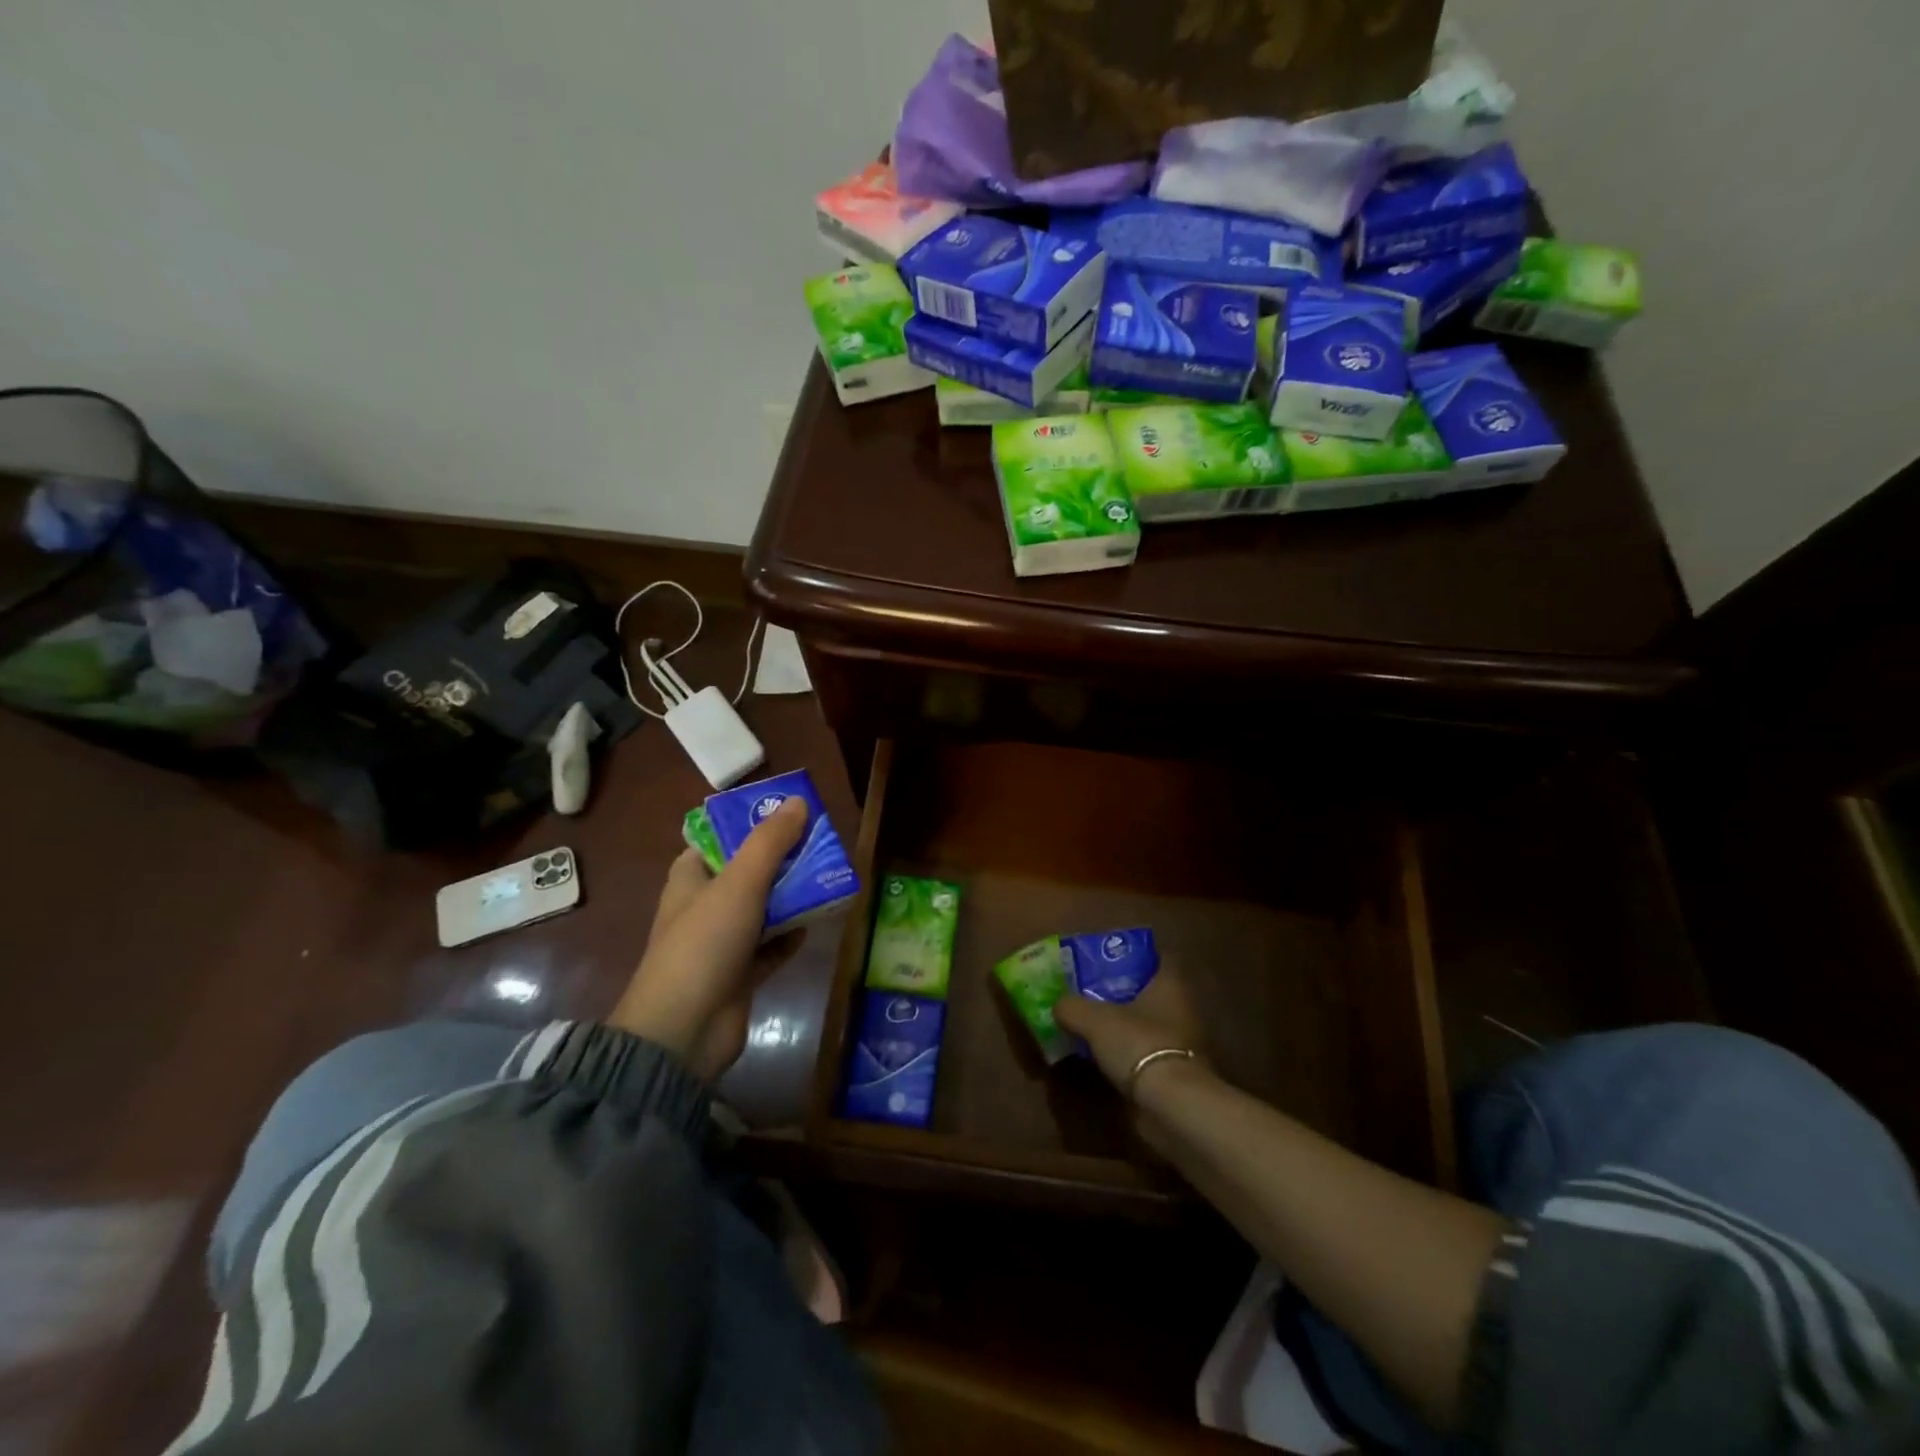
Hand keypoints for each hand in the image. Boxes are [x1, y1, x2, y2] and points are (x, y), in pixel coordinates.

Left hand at [608, 797, 807, 1080]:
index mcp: (691, 877)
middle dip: (784, 860)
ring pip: (763, 908)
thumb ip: (770, 842)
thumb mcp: (740, 882)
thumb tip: (799, 802)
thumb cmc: (705, 943)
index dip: (752, 824)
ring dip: (792, 897)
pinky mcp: (739, 973)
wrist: (684, 1030)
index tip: (791, 815)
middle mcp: (704, 905)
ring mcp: (722, 941)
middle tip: (822, 846)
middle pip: (749, 872)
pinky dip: (790, 935)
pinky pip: (771, 945)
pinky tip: (815, 925)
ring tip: (829, 879)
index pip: (720, 839)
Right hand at [1053, 962, 1205, 1099]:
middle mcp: (1181, 1009)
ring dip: (1124, 1026)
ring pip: (1146, 1024)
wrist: (1171, 1105)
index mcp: (1169, 984)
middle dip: (1122, 992)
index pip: (1156, 958)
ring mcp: (1181, 1044)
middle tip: (1089, 991)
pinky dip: (1127, 1055)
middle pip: (1148, 992)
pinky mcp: (1174, 1074)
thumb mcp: (1094, 1019)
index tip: (1106, 958)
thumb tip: (1059, 1005)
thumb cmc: (1138, 1044)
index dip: (1132, 955)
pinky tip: (1102, 1057)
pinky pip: (1145, 1054)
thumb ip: (1072, 1006)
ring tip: (1090, 1025)